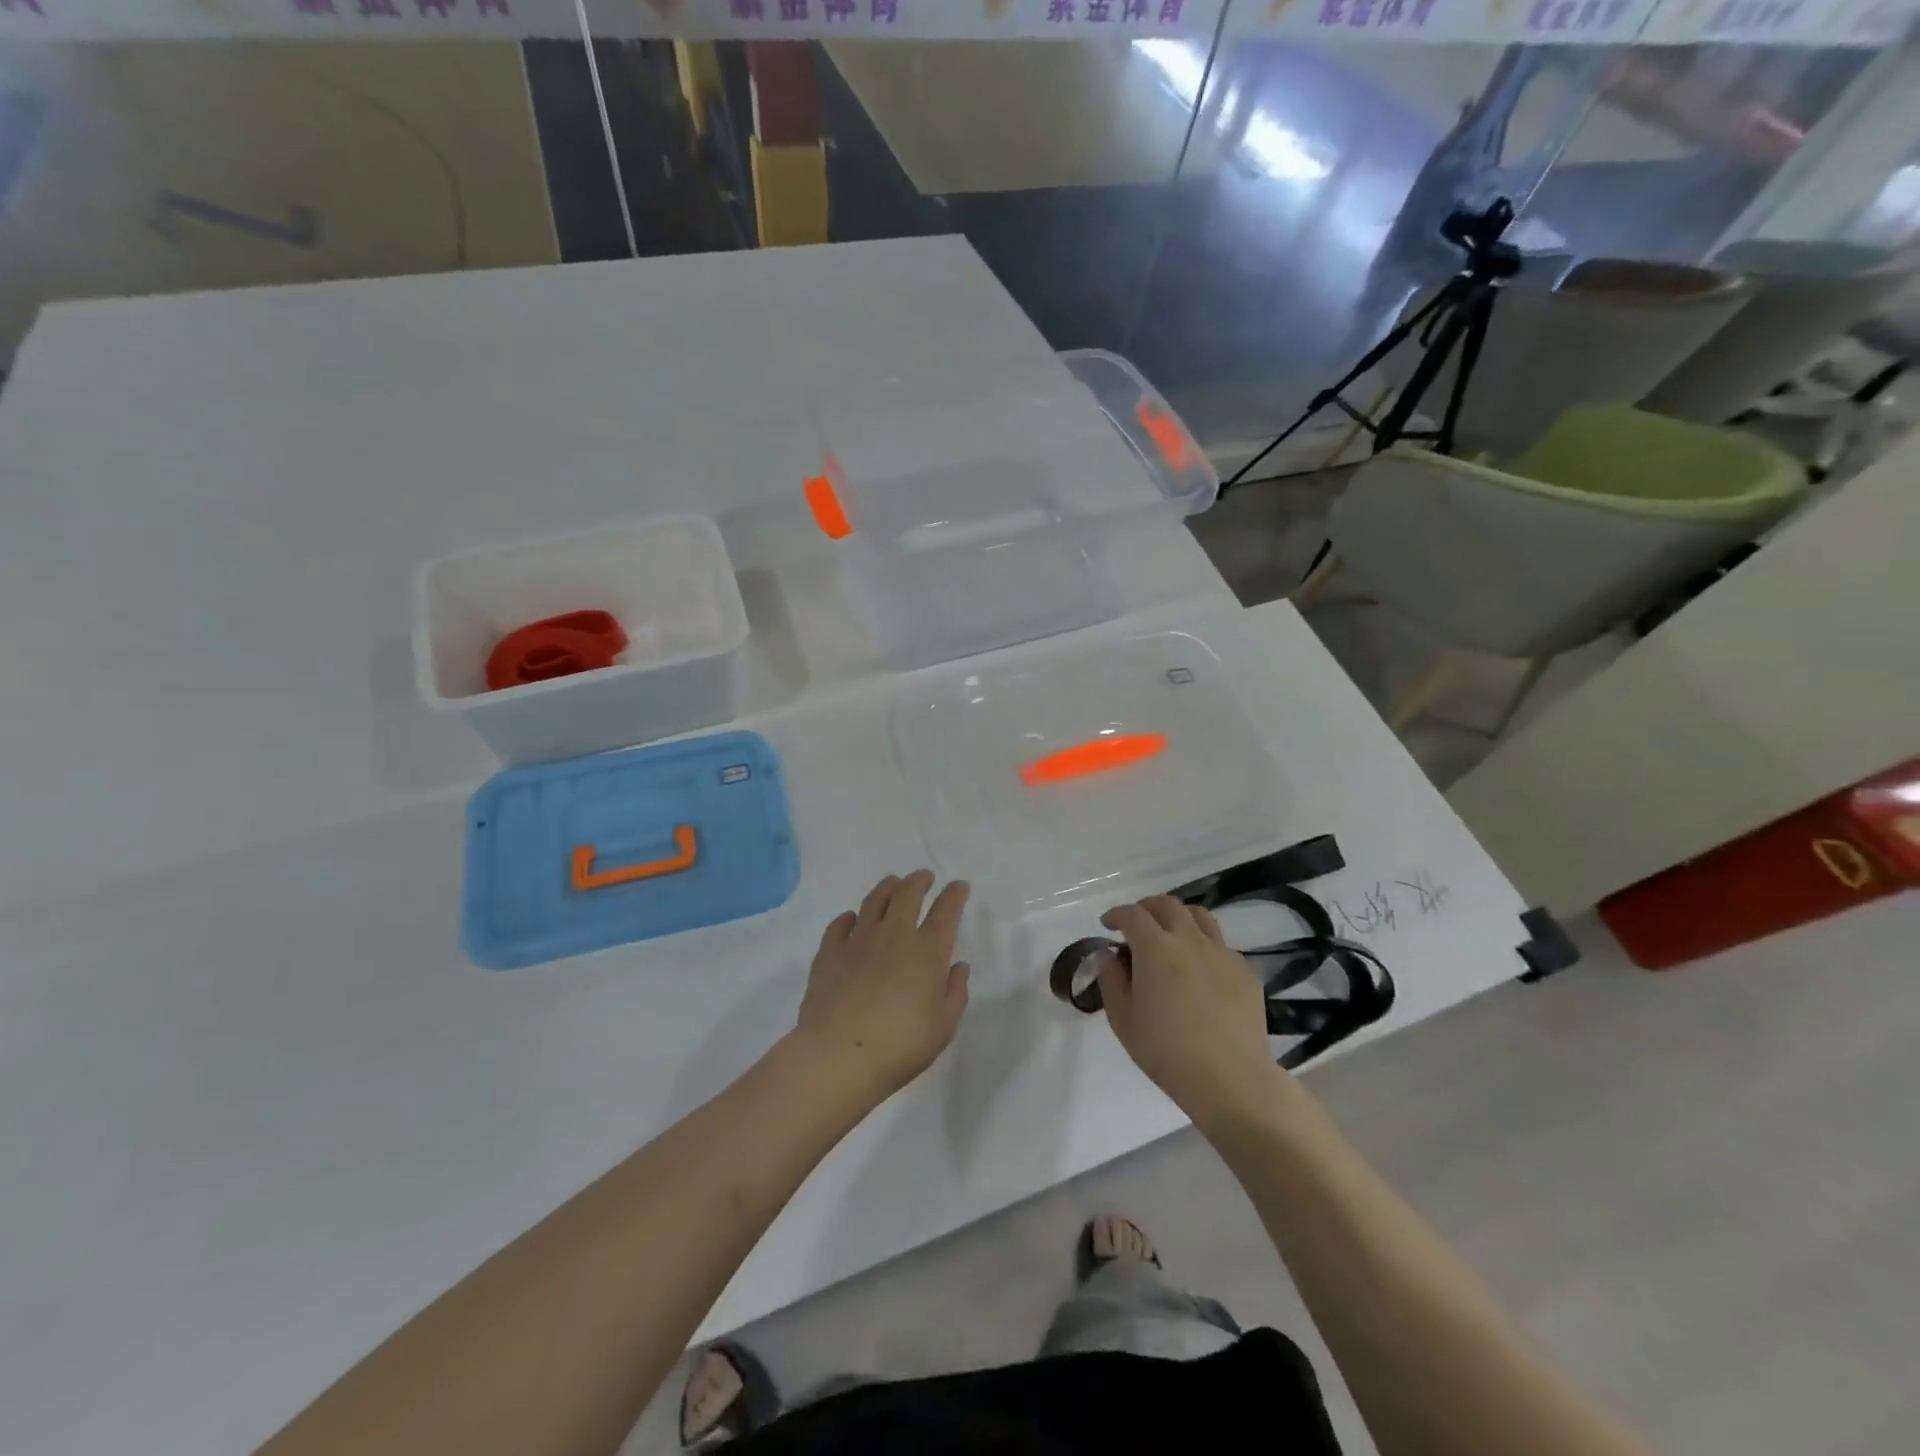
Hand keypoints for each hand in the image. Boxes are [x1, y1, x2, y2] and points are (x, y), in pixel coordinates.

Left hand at [795, 871, 970, 1105]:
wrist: (839, 1055)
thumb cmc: (901, 1046)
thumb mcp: (943, 1027)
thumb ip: (955, 993)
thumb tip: (958, 967)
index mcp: (927, 951)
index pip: (946, 911)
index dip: (954, 895)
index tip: (958, 886)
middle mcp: (894, 935)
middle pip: (907, 894)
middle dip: (919, 880)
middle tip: (924, 876)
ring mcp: (858, 940)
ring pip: (874, 901)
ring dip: (887, 887)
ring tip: (893, 883)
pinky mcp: (829, 952)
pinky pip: (840, 924)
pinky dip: (849, 917)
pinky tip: (852, 919)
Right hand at [1097, 896, 1282, 1126]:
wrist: (1230, 1079)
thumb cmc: (1166, 1052)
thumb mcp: (1123, 1020)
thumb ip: (1111, 980)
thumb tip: (1108, 954)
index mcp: (1156, 948)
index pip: (1132, 914)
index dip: (1116, 914)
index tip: (1107, 924)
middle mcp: (1190, 940)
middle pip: (1167, 905)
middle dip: (1147, 907)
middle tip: (1137, 925)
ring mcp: (1222, 953)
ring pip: (1200, 916)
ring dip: (1179, 918)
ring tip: (1171, 936)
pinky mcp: (1245, 971)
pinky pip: (1221, 945)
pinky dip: (1203, 946)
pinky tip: (1199, 971)